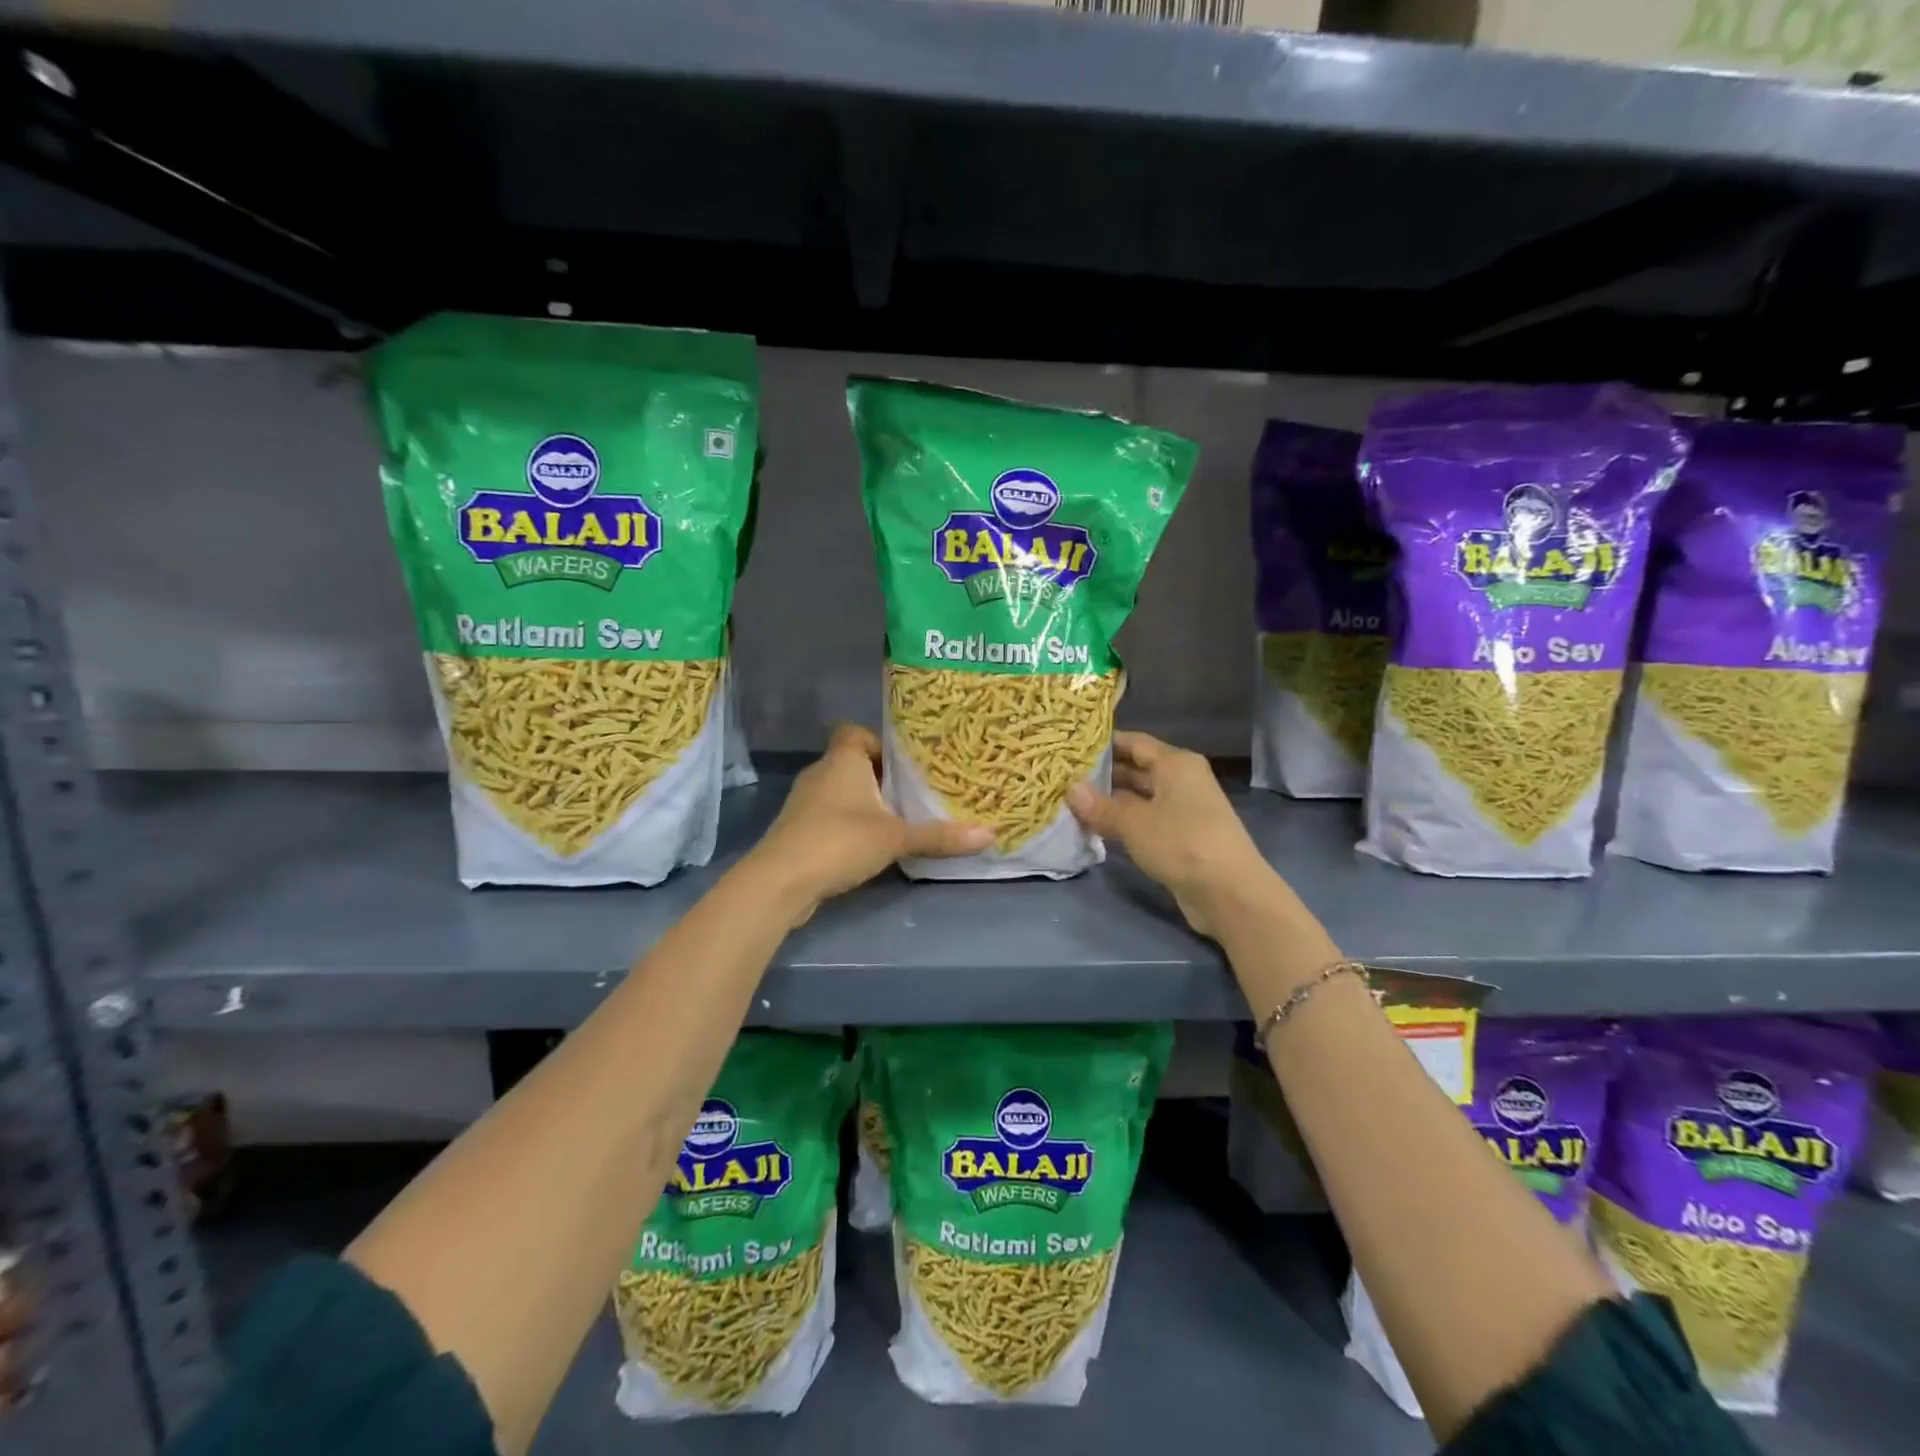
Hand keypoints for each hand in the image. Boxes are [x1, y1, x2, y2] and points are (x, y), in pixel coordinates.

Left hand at [749, 724, 990, 922]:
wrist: (781, 881)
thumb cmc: (840, 841)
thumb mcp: (896, 838)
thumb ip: (940, 836)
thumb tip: (990, 834)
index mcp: (842, 759)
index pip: (855, 732)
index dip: (879, 743)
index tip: (904, 765)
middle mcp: (820, 773)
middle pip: (851, 763)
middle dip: (879, 777)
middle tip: (911, 793)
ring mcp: (804, 802)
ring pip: (839, 792)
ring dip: (863, 804)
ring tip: (895, 820)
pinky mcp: (796, 830)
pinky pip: (828, 816)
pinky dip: (846, 825)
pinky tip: (867, 846)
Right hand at [1066, 732, 1273, 937]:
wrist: (1229, 893)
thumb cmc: (1182, 842)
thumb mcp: (1134, 822)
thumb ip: (1101, 806)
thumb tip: (1070, 790)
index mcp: (1176, 764)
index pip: (1134, 742)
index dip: (1103, 744)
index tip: (1070, 747)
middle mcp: (1181, 780)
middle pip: (1137, 769)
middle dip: (1102, 774)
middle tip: (1064, 776)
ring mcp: (1182, 810)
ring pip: (1139, 797)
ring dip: (1110, 801)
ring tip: (1071, 802)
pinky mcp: (1180, 837)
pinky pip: (1145, 821)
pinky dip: (1122, 822)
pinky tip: (1094, 828)